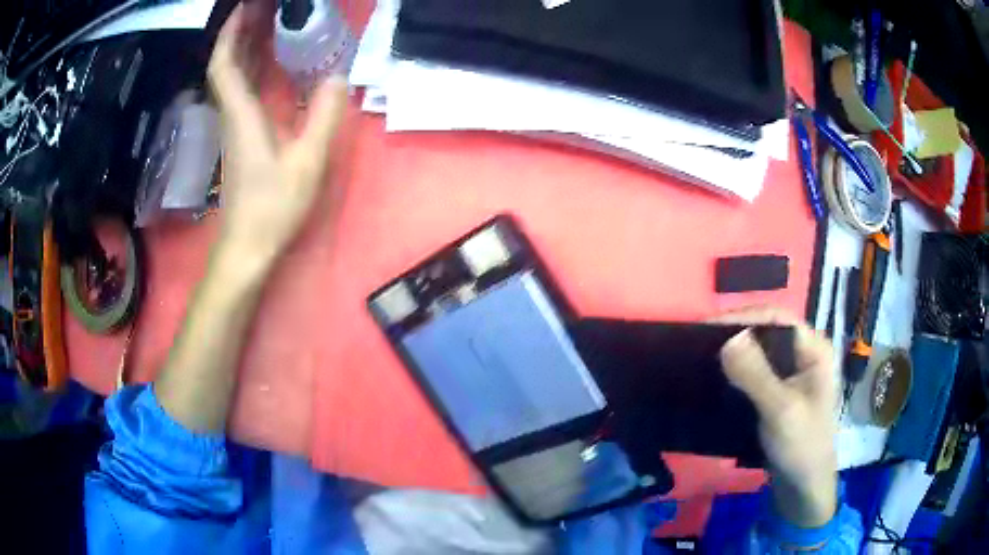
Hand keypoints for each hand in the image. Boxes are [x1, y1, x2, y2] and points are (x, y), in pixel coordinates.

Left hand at [208, 1, 346, 271]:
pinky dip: (250, 68)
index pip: (225, 65)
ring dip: (245, 47)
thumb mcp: (307, 162)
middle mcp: (232, 116)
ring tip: (267, 22)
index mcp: (242, 115)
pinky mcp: (239, 138)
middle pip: (226, 66)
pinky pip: (240, 91)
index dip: (231, 33)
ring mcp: (233, 128)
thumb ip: (324, 117)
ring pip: (231, 78)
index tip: (246, 7)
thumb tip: (339, 77)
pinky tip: (267, 61)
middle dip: (240, 31)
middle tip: (262, 7)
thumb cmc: (273, 207)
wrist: (247, 247)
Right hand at [714, 307, 837, 527]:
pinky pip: (757, 372)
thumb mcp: (781, 410)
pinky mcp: (780, 391)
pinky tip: (719, 377)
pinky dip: (738, 371)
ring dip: (736, 353)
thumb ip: (756, 375)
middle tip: (701, 341)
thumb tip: (727, 338)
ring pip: (761, 352)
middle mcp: (805, 354)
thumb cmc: (801, 445)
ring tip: (704, 356)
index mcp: (815, 349)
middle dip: (738, 333)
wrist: (803, 488)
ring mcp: (793, 374)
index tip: (709, 326)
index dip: (745, 316)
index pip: (779, 318)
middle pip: (769, 331)